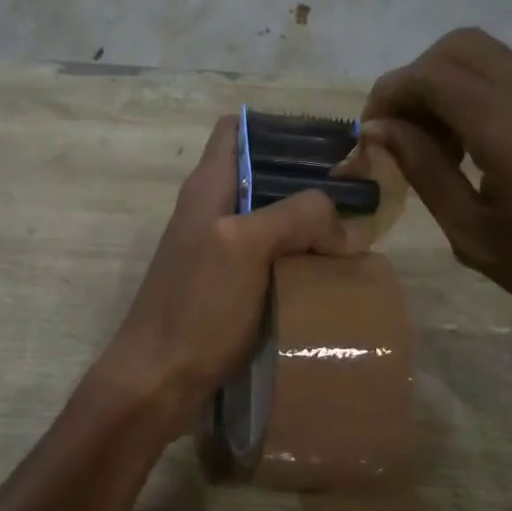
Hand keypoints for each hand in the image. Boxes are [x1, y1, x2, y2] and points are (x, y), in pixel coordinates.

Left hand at [89, 114, 348, 441]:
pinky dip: (296, 261)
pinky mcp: (225, 288)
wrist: (157, 381)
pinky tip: (327, 277)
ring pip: (269, 221)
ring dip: (306, 227)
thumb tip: (342, 225)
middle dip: (306, 183)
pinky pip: (268, 260)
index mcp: (208, 187)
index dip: (278, 129)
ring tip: (352, 239)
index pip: (236, 130)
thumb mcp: (246, 247)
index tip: (324, 147)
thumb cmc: (197, 306)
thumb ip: (295, 217)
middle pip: (262, 176)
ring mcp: (217, 251)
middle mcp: (210, 210)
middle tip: (354, 200)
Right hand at [362, 28, 511, 339]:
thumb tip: (380, 129)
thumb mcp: (475, 236)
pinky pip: (510, 74)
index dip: (390, 93)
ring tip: (433, 141)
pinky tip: (471, 142)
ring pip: (484, 54)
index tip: (372, 130)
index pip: (433, 76)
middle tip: (400, 129)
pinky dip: (473, 93)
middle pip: (458, 47)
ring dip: (443, 84)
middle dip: (414, 79)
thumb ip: (425, 172)